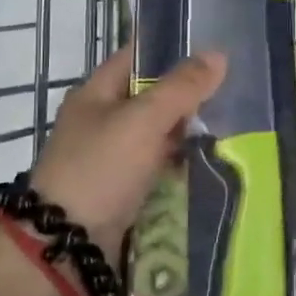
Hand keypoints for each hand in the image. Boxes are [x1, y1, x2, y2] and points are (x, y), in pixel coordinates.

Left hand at [29, 44, 224, 259]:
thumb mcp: (144, 120)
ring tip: (225, 125)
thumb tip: (218, 55)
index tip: (209, 51)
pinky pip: (153, 165)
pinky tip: (203, 161)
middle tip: (227, 92)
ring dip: (182, 132)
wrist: (68, 245)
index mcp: (93, 94)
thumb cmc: (101, 168)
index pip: (135, 58)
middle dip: (184, 96)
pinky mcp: (118, 189)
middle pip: (148, 97)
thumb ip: (182, 88)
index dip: (169, 51)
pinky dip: (175, 162)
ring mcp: (107, 157)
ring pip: (153, 133)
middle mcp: (98, 121)